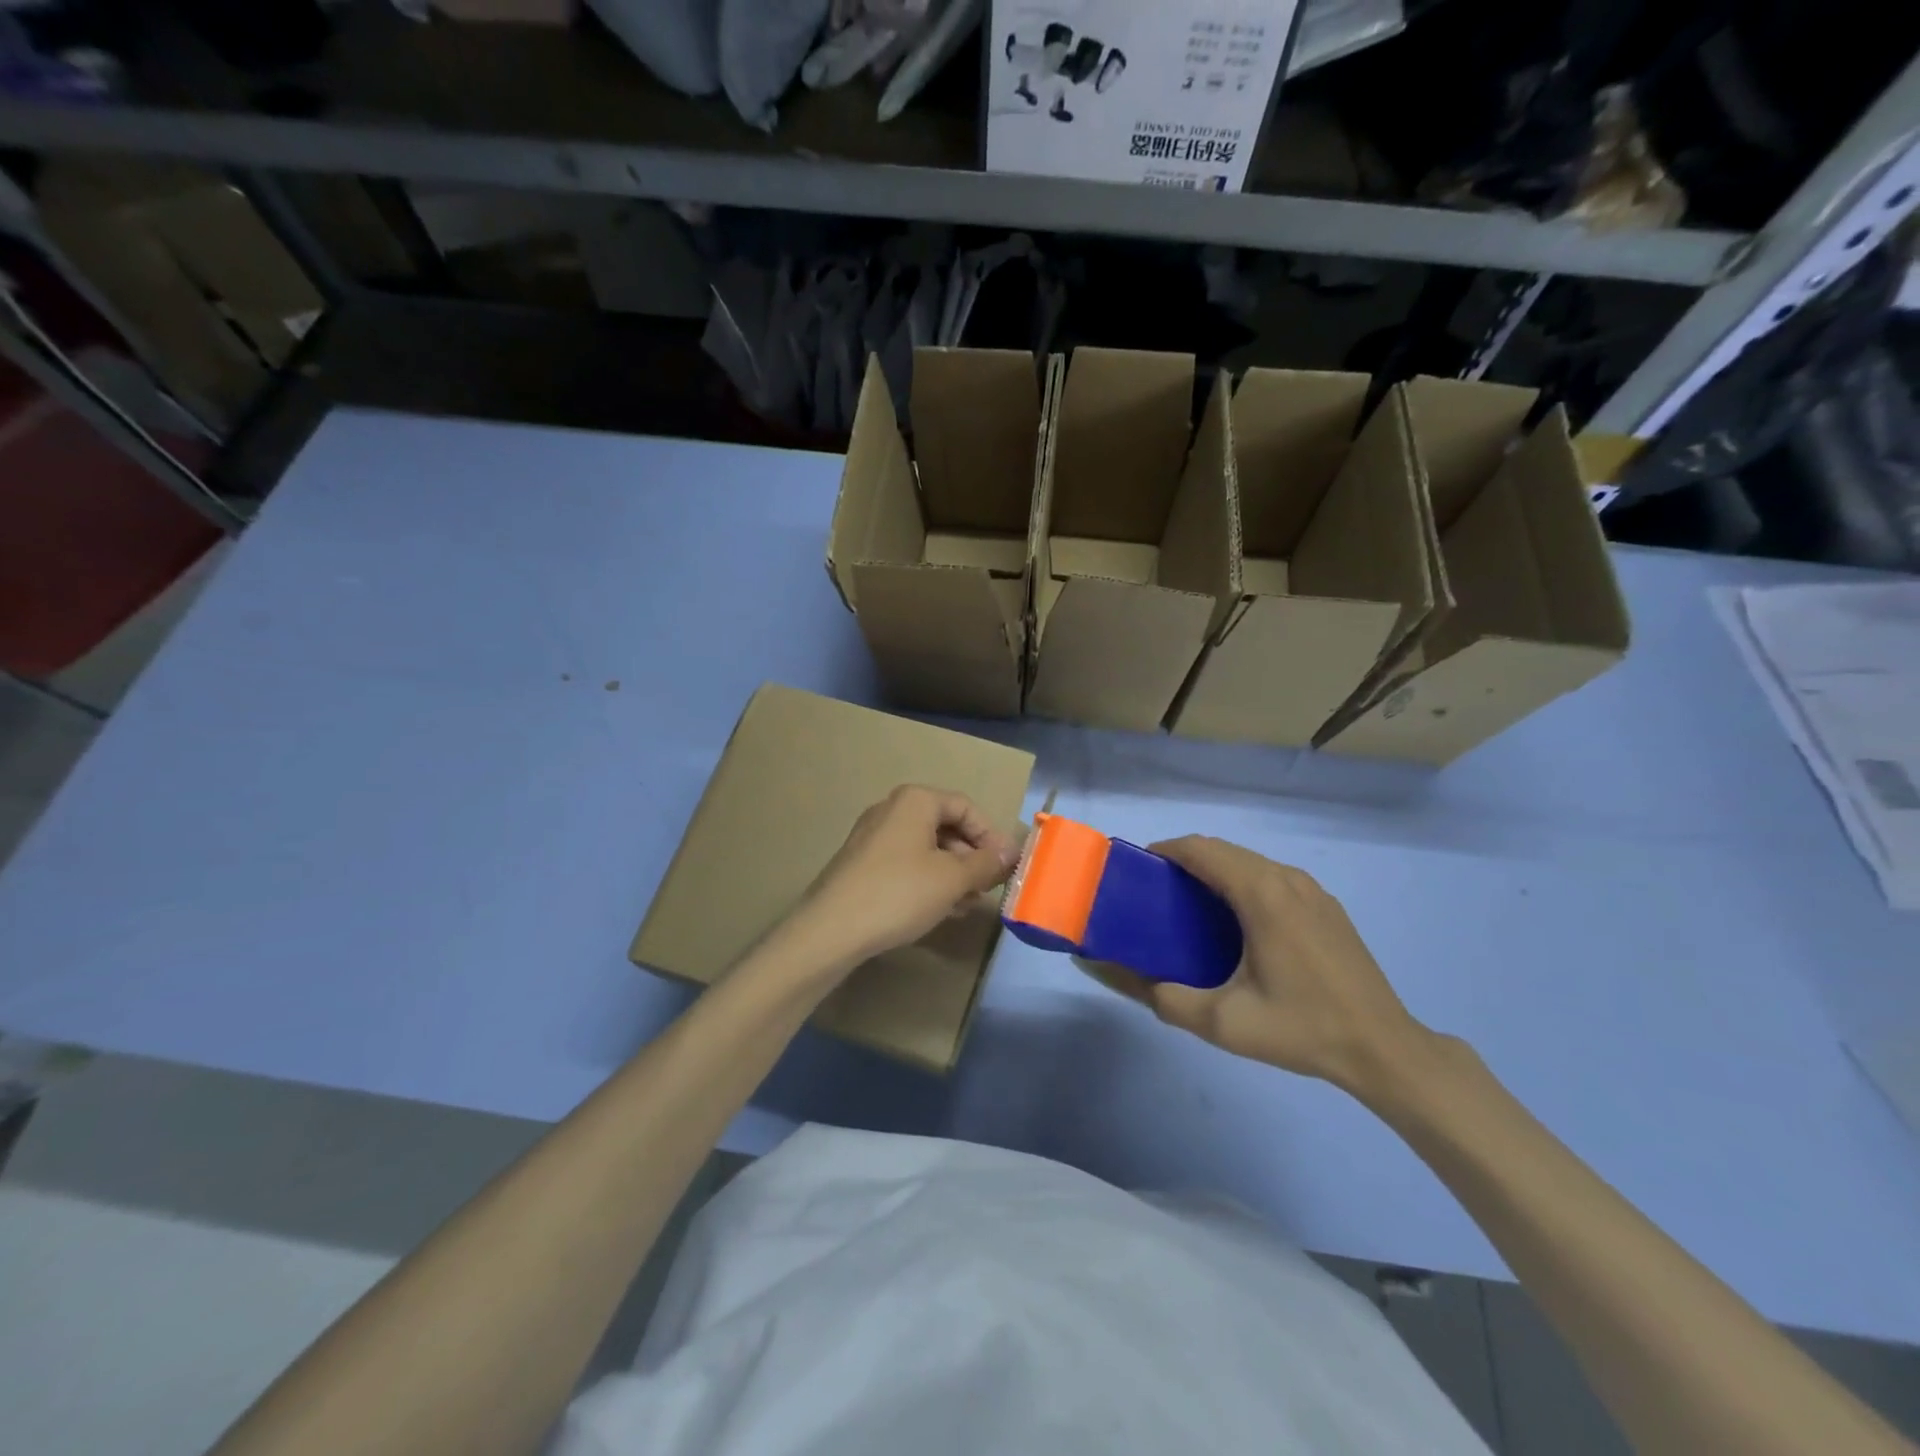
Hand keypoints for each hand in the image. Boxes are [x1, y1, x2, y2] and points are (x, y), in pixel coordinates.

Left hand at [779, 785, 1018, 974]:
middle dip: (971, 857)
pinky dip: (927, 880)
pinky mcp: (861, 862)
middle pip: (946, 826)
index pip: (966, 808)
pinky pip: (906, 862)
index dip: (991, 837)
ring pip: (926, 847)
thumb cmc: (899, 893)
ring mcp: (873, 836)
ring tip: (965, 905)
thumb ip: (986, 863)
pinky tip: (938, 909)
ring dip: (952, 873)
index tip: (1005, 868)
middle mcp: (892, 809)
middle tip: (986, 889)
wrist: (831, 929)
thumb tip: (1011, 852)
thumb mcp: (952, 879)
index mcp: (915, 801)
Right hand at [1109, 836, 1431, 1093]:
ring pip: (1250, 862)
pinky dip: (1243, 883)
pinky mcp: (1326, 906)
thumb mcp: (1223, 1022)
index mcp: (1260, 894)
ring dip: (1216, 870)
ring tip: (1191, 906)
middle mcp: (1286, 879)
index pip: (1201, 849)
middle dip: (1186, 860)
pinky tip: (1237, 923)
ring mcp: (1312, 890)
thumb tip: (1117, 976)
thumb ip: (1165, 998)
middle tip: (1158, 893)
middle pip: (1224, 850)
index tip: (1139, 871)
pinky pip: (1273, 878)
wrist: (1383, 1048)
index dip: (1165, 851)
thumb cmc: (1301, 1028)